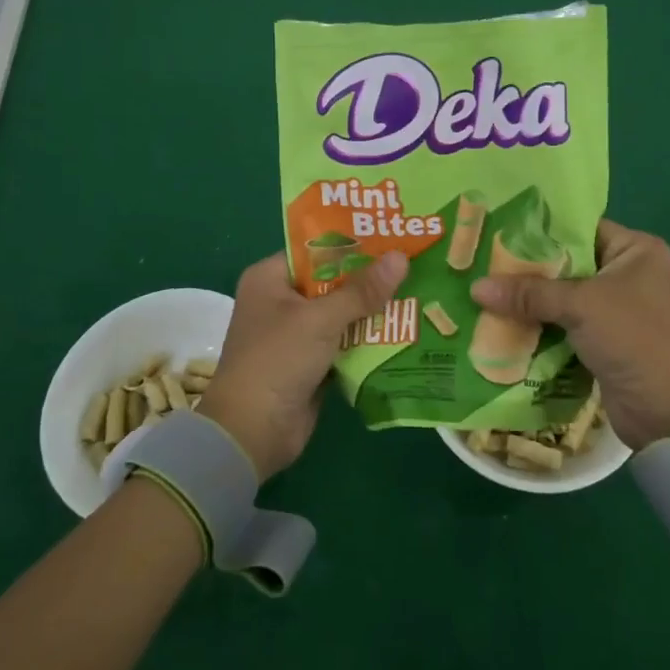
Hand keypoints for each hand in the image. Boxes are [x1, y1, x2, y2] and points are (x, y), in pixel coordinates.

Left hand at [202, 249, 408, 481]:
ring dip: (373, 308)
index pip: (316, 249)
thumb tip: (401, 257)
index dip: (353, 243)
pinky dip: (368, 337)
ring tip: (418, 289)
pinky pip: (345, 341)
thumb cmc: (277, 361)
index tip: (392, 234)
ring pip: (342, 311)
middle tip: (413, 261)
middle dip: (370, 277)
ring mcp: (297, 333)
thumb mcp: (320, 320)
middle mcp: (282, 300)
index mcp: (270, 278)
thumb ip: (362, 290)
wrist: (251, 434)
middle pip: (333, 280)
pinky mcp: (312, 362)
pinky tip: (405, 327)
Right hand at [471, 219, 669, 448]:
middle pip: (567, 262)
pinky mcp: (603, 340)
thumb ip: (529, 293)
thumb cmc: (634, 339)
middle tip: (481, 261)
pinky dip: (538, 325)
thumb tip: (475, 287)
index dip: (539, 230)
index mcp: (636, 250)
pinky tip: (500, 320)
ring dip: (529, 300)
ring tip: (482, 288)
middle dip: (527, 268)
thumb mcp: (581, 306)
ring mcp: (616, 309)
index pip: (579, 228)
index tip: (497, 229)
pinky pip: (563, 323)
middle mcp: (628, 273)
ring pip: (561, 296)